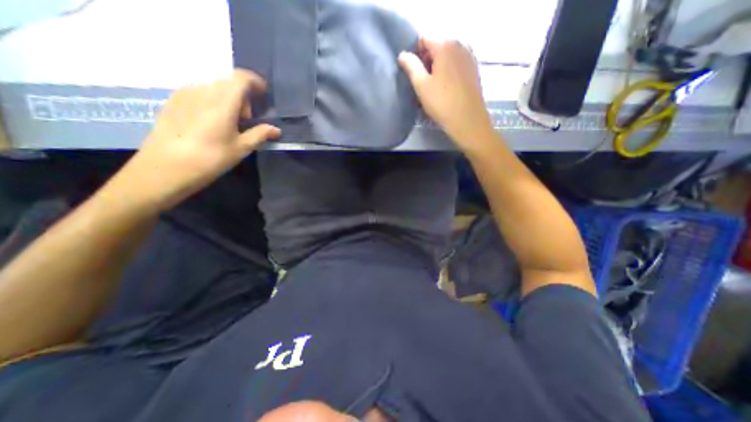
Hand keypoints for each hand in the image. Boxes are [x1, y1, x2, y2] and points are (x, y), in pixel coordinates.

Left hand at [116, 68, 281, 211]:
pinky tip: (211, 124)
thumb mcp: (241, 148)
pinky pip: (200, 94)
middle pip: (229, 83)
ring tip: (229, 124)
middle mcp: (203, 90)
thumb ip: (260, 134)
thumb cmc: (211, 158)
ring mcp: (185, 93)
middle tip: (247, 121)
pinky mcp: (173, 101)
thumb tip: (276, 130)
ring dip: (228, 101)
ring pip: (214, 88)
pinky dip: (213, 102)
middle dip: (243, 98)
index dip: (256, 82)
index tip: (264, 94)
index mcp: (223, 100)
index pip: (242, 78)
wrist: (165, 167)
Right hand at [398, 37, 493, 148]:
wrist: (467, 120)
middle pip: (436, 46)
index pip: (424, 39)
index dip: (415, 54)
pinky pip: (456, 64)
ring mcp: (470, 56)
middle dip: (427, 61)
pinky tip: (446, 88)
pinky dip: (448, 72)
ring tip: (434, 87)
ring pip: (447, 56)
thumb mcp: (421, 85)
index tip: (414, 73)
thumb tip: (403, 54)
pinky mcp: (474, 69)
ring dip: (437, 67)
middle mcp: (460, 44)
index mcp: (445, 45)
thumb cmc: (442, 103)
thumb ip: (411, 66)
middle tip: (423, 83)